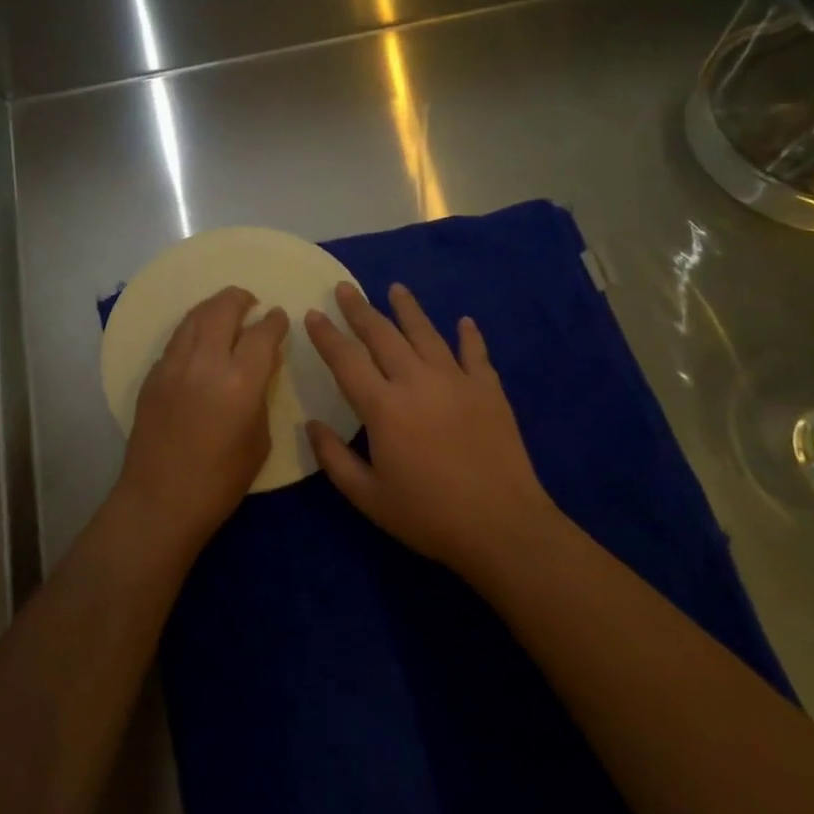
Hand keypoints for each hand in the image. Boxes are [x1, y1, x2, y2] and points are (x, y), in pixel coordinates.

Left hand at [118, 286, 289, 547]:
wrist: (160, 500)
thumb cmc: (220, 481)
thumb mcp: (259, 439)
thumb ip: (260, 395)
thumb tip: (258, 369)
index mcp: (240, 381)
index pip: (262, 333)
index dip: (275, 321)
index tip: (279, 316)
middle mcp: (205, 362)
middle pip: (223, 309)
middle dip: (240, 299)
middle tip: (251, 302)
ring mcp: (174, 365)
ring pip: (194, 317)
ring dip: (213, 307)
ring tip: (225, 310)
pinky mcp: (153, 374)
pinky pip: (177, 338)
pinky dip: (193, 328)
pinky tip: (200, 337)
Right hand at [304, 281, 555, 577]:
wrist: (502, 527)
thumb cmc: (428, 516)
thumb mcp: (368, 497)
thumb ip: (334, 459)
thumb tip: (311, 425)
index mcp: (383, 407)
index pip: (346, 360)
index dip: (326, 335)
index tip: (312, 313)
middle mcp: (417, 382)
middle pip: (383, 335)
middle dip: (360, 309)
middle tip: (345, 287)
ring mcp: (457, 381)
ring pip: (426, 333)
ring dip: (408, 309)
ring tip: (396, 288)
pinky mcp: (489, 390)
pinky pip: (475, 353)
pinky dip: (469, 336)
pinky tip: (464, 321)